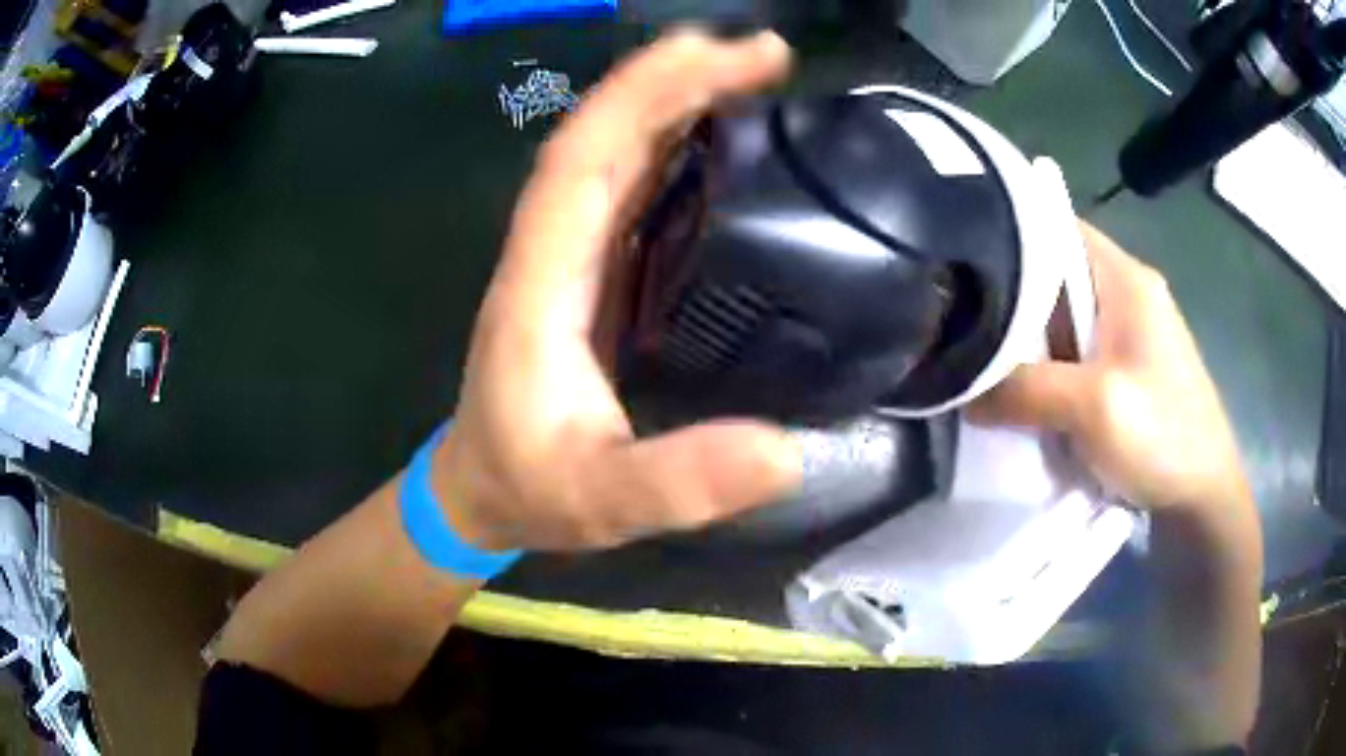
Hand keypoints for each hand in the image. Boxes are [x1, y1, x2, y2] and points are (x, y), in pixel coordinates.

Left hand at [432, 32, 801, 552]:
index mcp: (541, 281)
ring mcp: (571, 255)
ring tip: (752, 74)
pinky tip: (725, 140)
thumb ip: (678, 483)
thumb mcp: (603, 500)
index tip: (722, 55)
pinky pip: (634, 188)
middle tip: (764, 53)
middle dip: (677, 78)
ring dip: (679, 101)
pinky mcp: (593, 272)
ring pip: (619, 151)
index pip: (585, 157)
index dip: (646, 93)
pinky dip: (678, 148)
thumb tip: (785, 452)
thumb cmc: (530, 490)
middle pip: (605, 134)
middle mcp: (552, 248)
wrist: (483, 493)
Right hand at [972, 222, 1251, 513]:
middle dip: (1010, 297)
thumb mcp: (1094, 409)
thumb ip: (1025, 390)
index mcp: (1125, 277)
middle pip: (1053, 273)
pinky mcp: (1125, 369)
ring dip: (1027, 340)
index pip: (1056, 224)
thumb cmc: (1163, 437)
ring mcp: (1127, 333)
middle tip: (959, 322)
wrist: (1203, 499)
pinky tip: (1023, 392)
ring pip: (1061, 318)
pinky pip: (1073, 354)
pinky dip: (1046, 368)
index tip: (960, 261)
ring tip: (980, 360)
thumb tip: (961, 391)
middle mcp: (1125, 293)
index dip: (1007, 233)